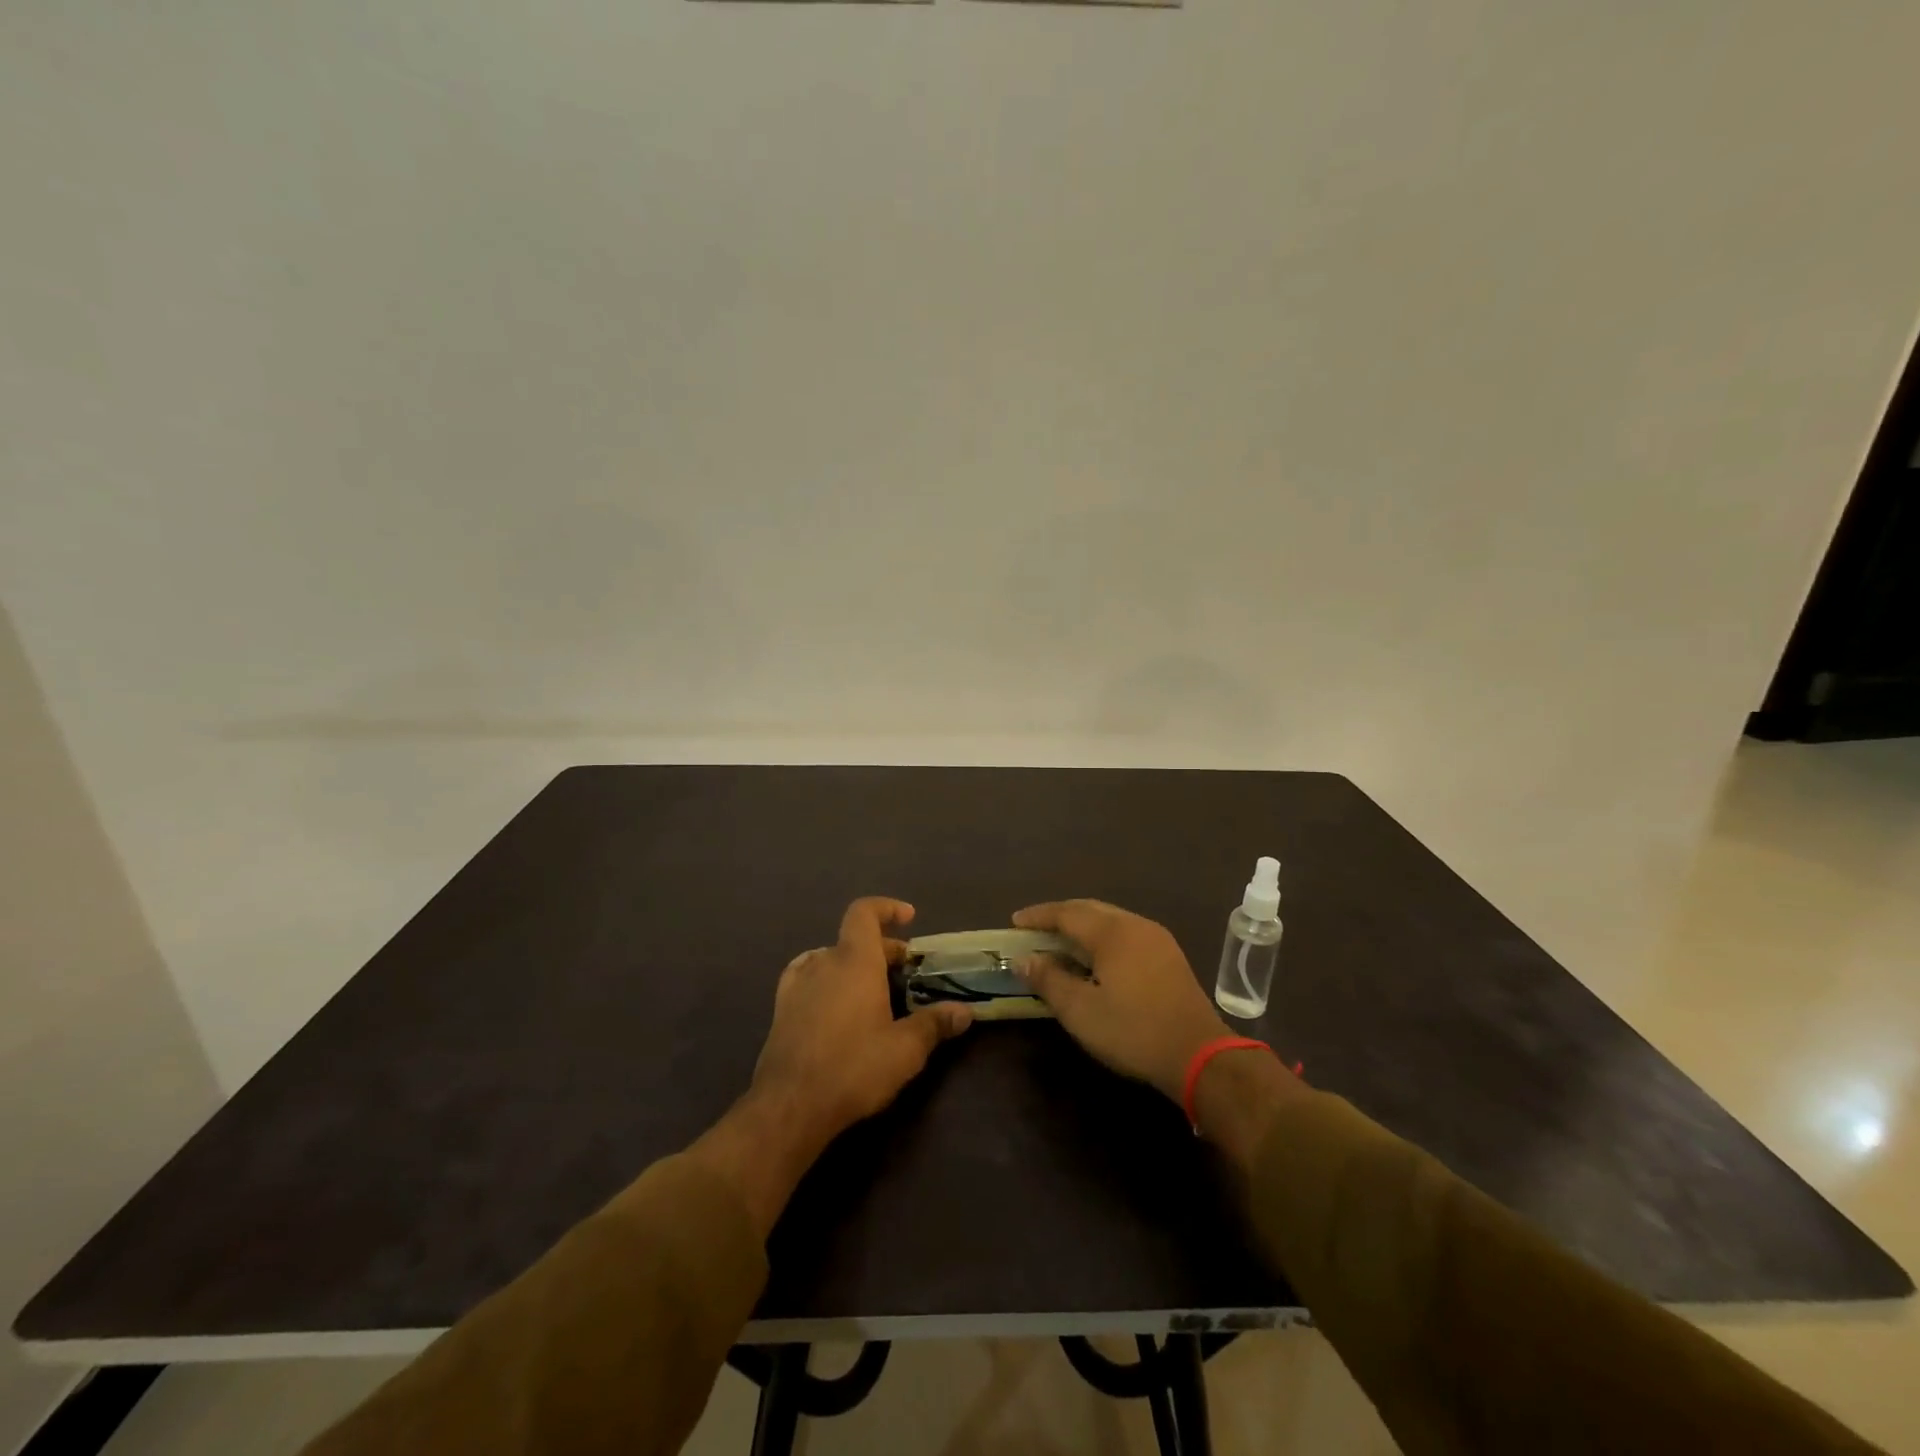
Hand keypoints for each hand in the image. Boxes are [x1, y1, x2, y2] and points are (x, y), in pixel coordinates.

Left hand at [750, 896, 973, 1142]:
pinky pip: (808, 977)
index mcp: (854, 960)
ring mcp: (798, 984)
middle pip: (854, 939)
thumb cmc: (853, 1067)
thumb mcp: (905, 1050)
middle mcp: (824, 962)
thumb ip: (935, 1024)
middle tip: (906, 972)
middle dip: (883, 948)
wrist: (790, 1105)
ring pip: (831, 958)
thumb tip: (965, 1011)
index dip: (887, 908)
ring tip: (874, 988)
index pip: (864, 912)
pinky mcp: (782, 1009)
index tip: (909, 919)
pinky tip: (834, 1002)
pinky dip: (827, 979)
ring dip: (854, 964)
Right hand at [1013, 899, 1231, 1102]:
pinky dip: (1102, 938)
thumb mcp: (1080, 1011)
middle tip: (1034, 929)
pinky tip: (1095, 958)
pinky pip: (1126, 933)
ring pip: (1110, 920)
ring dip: (1082, 926)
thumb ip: (1048, 980)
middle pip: (1090, 909)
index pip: (1066, 913)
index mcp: (1112, 932)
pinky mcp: (1169, 957)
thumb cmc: (1133, 1031)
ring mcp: (1157, 939)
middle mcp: (1135, 925)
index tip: (1014, 922)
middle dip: (1059, 916)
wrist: (1199, 1056)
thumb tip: (1024, 959)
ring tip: (1060, 942)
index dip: (1038, 916)